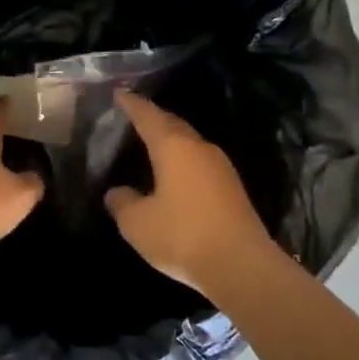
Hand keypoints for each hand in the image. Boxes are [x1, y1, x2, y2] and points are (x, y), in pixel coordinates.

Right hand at [104, 91, 278, 294]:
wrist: (241, 265)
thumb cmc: (182, 236)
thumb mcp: (138, 223)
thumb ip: (123, 203)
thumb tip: (117, 192)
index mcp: (174, 147)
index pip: (148, 116)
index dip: (132, 104)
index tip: (120, 93)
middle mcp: (200, 148)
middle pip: (173, 124)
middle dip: (154, 118)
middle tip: (135, 115)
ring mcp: (221, 167)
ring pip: (190, 143)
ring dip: (171, 139)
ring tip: (153, 143)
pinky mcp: (232, 188)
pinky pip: (200, 162)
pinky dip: (184, 160)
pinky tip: (176, 174)